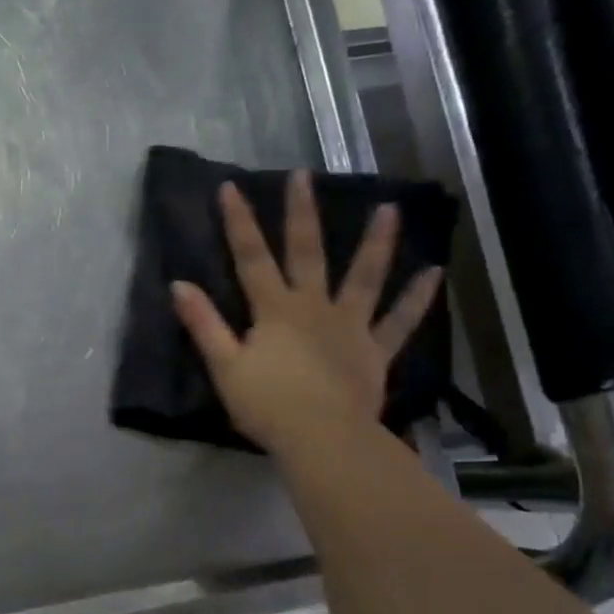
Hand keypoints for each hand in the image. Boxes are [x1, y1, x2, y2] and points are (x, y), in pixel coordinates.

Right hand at [171, 171, 442, 451]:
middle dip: (302, 213)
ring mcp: (349, 326)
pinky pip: (399, 322)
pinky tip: (434, 274)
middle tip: (304, 175)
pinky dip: (417, 298)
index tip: (232, 187)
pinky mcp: (374, 351)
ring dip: (376, 243)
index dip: (239, 223)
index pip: (251, 258)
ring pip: (364, 277)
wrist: (321, 438)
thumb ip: (204, 324)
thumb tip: (178, 285)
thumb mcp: (224, 366)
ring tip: (390, 209)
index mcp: (274, 310)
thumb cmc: (267, 405)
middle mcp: (313, 306)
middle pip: (307, 253)